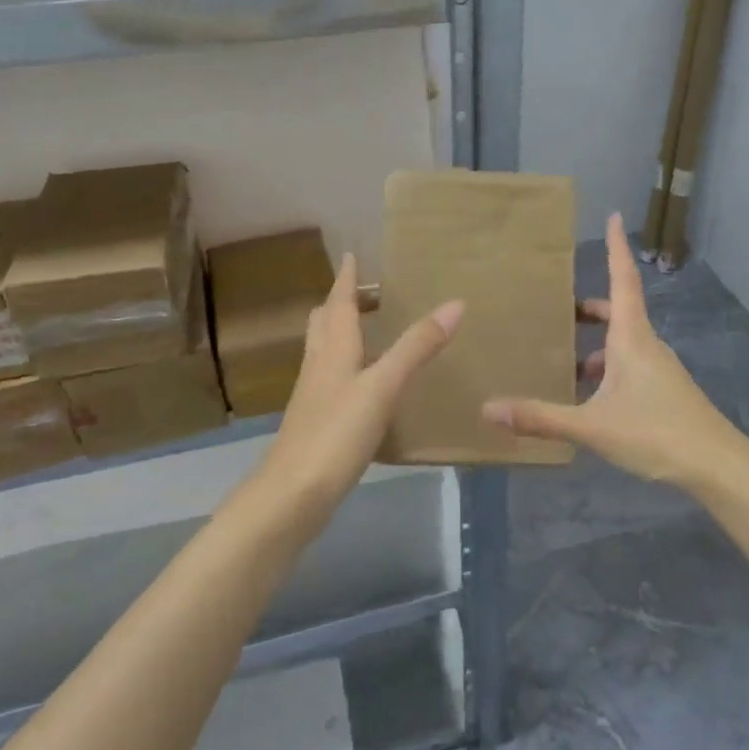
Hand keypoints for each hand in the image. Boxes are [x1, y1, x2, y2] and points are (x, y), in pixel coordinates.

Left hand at [261, 252, 462, 497]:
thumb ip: (416, 347)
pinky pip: (329, 380)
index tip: (351, 255)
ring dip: (340, 333)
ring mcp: (313, 396)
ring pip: (323, 351)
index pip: (338, 303)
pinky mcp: (315, 422)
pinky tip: (361, 384)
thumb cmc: (337, 432)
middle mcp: (318, 365)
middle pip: (323, 323)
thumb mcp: (383, 386)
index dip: (346, 278)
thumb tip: (455, 304)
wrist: (293, 494)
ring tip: (365, 329)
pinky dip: (344, 367)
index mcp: (333, 349)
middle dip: (339, 303)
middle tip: (362, 291)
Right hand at [481, 212, 748, 488]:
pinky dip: (608, 369)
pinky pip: (630, 366)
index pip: (622, 280)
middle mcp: (647, 345)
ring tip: (566, 363)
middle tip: (561, 309)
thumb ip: (541, 417)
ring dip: (597, 345)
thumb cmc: (655, 433)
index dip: (616, 248)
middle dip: (591, 308)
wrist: (717, 466)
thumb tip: (488, 409)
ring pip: (624, 343)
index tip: (614, 215)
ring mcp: (659, 369)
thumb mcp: (592, 426)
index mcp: (631, 338)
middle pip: (619, 311)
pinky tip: (590, 400)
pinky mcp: (665, 391)